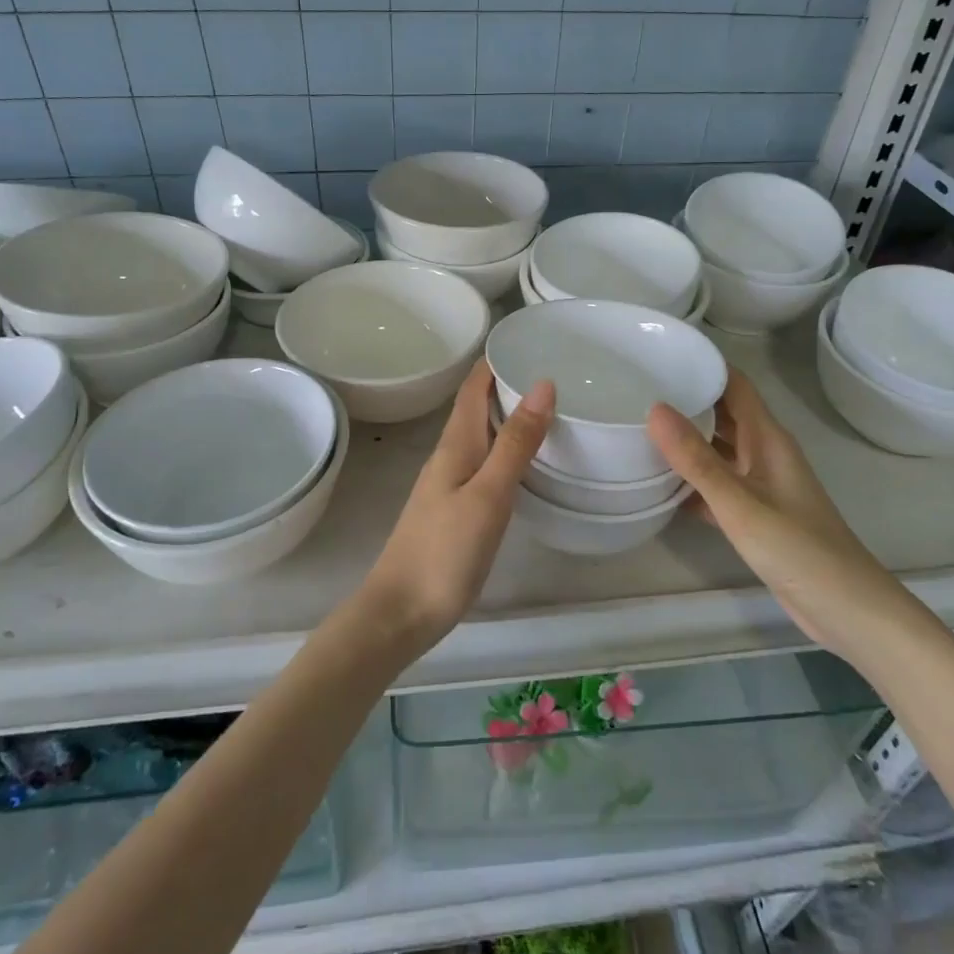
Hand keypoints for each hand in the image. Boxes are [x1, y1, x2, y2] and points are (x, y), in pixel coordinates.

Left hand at [360, 362, 553, 653]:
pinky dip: (504, 447)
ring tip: (548, 407)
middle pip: (476, 406)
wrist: (400, 612)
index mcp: (456, 443)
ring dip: (507, 415)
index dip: (495, 360)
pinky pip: (482, 461)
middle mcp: (449, 455)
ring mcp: (449, 483)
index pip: (473, 386)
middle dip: (507, 383)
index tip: (530, 340)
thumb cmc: (445, 551)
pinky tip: (524, 460)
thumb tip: (542, 383)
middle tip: (553, 370)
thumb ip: (515, 442)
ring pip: (480, 434)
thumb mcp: (489, 494)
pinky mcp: (453, 508)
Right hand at [646, 370, 909, 652]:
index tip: (661, 354)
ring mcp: (760, 484)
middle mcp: (763, 453)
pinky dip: (691, 481)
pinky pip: (717, 485)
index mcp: (767, 438)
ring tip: (638, 429)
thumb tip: (655, 409)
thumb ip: (696, 459)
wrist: (847, 611)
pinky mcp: (756, 514)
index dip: (703, 365)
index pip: (734, 385)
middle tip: (636, 389)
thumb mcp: (740, 503)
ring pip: (717, 449)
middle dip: (686, 399)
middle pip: (723, 413)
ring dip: (686, 441)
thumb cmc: (798, 548)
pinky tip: (659, 485)